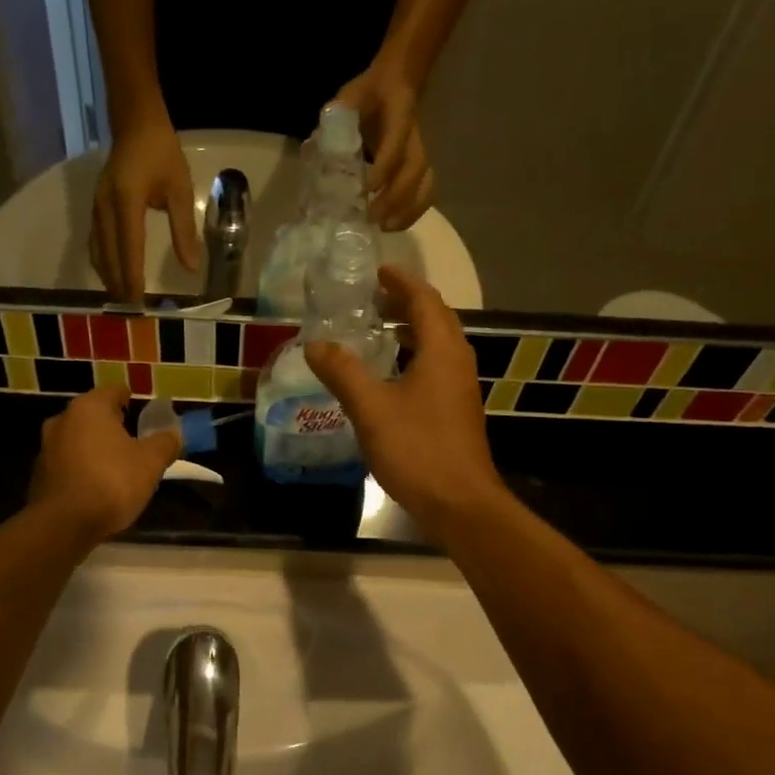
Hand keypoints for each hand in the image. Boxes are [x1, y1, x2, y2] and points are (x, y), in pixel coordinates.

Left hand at [28, 385, 180, 544]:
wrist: (64, 524)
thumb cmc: (112, 482)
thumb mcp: (151, 462)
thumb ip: (165, 443)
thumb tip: (174, 434)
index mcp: (89, 407)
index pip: (114, 391)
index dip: (132, 400)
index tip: (144, 414)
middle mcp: (63, 419)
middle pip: (94, 415)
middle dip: (113, 425)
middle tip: (135, 441)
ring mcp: (46, 447)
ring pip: (78, 439)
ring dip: (95, 447)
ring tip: (117, 466)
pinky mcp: (39, 474)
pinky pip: (67, 463)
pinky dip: (82, 468)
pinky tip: (97, 486)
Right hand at [90, 116, 198, 299]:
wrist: (135, 123)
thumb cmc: (162, 153)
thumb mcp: (180, 189)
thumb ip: (184, 229)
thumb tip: (191, 267)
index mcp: (127, 200)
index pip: (129, 246)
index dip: (132, 275)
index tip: (137, 300)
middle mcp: (105, 207)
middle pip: (108, 254)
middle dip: (118, 283)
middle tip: (131, 311)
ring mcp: (96, 208)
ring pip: (98, 251)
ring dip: (108, 277)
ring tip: (122, 300)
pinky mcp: (95, 208)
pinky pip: (96, 242)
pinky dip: (103, 263)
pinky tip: (113, 277)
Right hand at [304, 266, 502, 544]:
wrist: (459, 503)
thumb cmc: (418, 450)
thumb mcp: (371, 408)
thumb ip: (343, 372)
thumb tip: (315, 343)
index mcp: (442, 351)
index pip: (425, 301)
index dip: (401, 282)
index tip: (377, 270)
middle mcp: (457, 363)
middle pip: (435, 319)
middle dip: (405, 303)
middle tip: (371, 299)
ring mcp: (459, 389)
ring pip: (436, 345)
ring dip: (410, 331)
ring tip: (376, 331)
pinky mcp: (456, 412)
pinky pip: (435, 368)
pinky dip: (412, 357)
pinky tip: (388, 376)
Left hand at [332, 65, 434, 231]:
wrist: (395, 84)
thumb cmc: (369, 94)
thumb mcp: (350, 95)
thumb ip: (338, 113)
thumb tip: (321, 141)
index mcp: (399, 114)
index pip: (396, 142)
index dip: (385, 166)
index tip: (368, 188)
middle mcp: (414, 136)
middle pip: (415, 169)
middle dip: (396, 196)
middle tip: (373, 218)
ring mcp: (420, 152)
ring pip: (425, 183)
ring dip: (408, 209)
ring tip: (386, 228)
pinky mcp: (420, 166)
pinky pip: (426, 191)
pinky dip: (414, 212)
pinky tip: (395, 225)